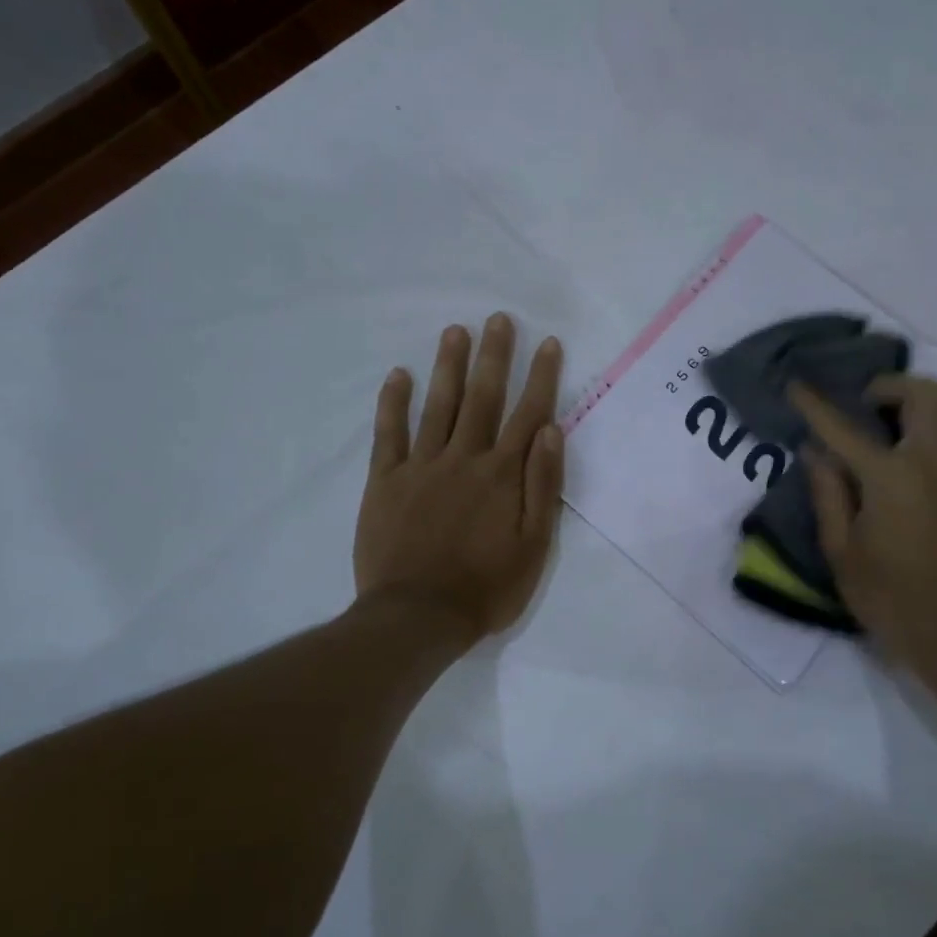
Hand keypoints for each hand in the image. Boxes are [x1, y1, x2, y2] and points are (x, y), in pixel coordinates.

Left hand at [354, 314, 564, 643]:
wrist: (417, 617)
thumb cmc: (486, 587)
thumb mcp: (534, 545)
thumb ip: (543, 486)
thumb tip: (550, 430)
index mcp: (503, 475)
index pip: (528, 414)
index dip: (540, 377)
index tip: (547, 343)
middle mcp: (464, 459)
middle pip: (483, 398)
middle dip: (494, 356)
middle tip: (498, 319)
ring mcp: (421, 466)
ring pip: (439, 406)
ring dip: (448, 366)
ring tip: (455, 331)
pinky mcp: (386, 481)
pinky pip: (389, 434)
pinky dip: (393, 403)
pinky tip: (399, 375)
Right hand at [791, 376, 936, 668]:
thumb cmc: (889, 596)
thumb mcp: (841, 551)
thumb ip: (827, 493)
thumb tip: (814, 451)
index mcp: (890, 477)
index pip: (842, 427)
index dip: (815, 405)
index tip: (796, 385)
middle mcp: (935, 460)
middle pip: (921, 393)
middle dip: (887, 388)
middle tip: (867, 406)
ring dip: (928, 404)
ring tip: (905, 425)